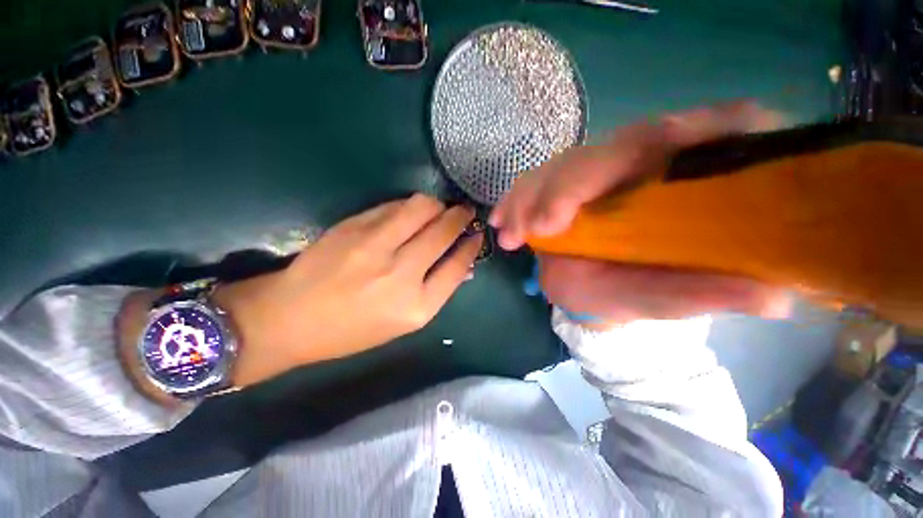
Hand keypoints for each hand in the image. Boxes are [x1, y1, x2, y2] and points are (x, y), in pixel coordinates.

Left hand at [218, 194, 481, 385]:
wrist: (290, 318)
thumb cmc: (352, 329)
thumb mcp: (402, 323)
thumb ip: (436, 290)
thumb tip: (462, 264)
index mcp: (417, 307)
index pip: (458, 265)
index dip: (471, 245)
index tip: (477, 235)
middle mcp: (401, 273)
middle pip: (443, 232)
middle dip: (461, 217)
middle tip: (464, 212)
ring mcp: (376, 246)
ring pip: (422, 208)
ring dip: (438, 205)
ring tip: (439, 209)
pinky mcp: (354, 227)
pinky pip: (395, 206)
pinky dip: (411, 206)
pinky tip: (411, 212)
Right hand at [490, 102, 791, 325]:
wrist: (597, 288)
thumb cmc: (636, 292)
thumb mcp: (671, 298)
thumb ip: (710, 293)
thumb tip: (777, 295)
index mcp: (675, 181)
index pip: (673, 139)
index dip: (648, 150)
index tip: (587, 201)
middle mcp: (633, 167)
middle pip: (599, 154)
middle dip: (561, 189)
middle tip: (536, 228)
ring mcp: (591, 175)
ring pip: (558, 168)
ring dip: (529, 198)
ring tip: (510, 233)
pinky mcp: (561, 186)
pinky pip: (534, 183)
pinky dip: (514, 201)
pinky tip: (501, 222)